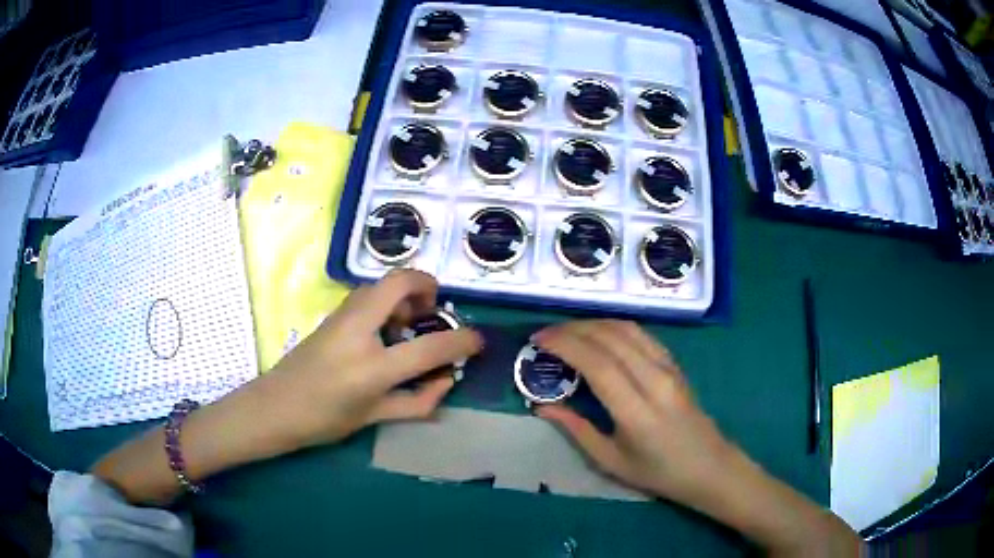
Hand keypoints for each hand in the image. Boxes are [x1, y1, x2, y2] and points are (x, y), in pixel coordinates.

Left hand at [263, 269, 483, 447]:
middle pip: (398, 282)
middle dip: (426, 284)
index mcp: (372, 367)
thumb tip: (446, 382)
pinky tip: (384, 329)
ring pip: (380, 283)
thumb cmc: (323, 420)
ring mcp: (341, 317)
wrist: (274, 407)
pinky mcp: (332, 315)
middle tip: (434, 307)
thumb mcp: (374, 417)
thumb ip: (417, 401)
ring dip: (404, 292)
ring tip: (409, 322)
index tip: (477, 340)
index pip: (429, 347)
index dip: (461, 341)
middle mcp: (357, 331)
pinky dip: (386, 300)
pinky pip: (367, 294)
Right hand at [533, 320, 860, 556]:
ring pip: (627, 329)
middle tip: (546, 334)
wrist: (708, 466)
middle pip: (610, 338)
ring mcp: (669, 368)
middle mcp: (655, 381)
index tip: (539, 340)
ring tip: (567, 331)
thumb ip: (576, 430)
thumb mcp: (610, 461)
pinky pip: (642, 334)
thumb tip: (542, 406)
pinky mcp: (675, 364)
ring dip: (593, 323)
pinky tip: (599, 334)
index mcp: (637, 411)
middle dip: (573, 329)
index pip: (597, 364)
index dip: (565, 345)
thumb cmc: (658, 472)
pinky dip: (615, 326)